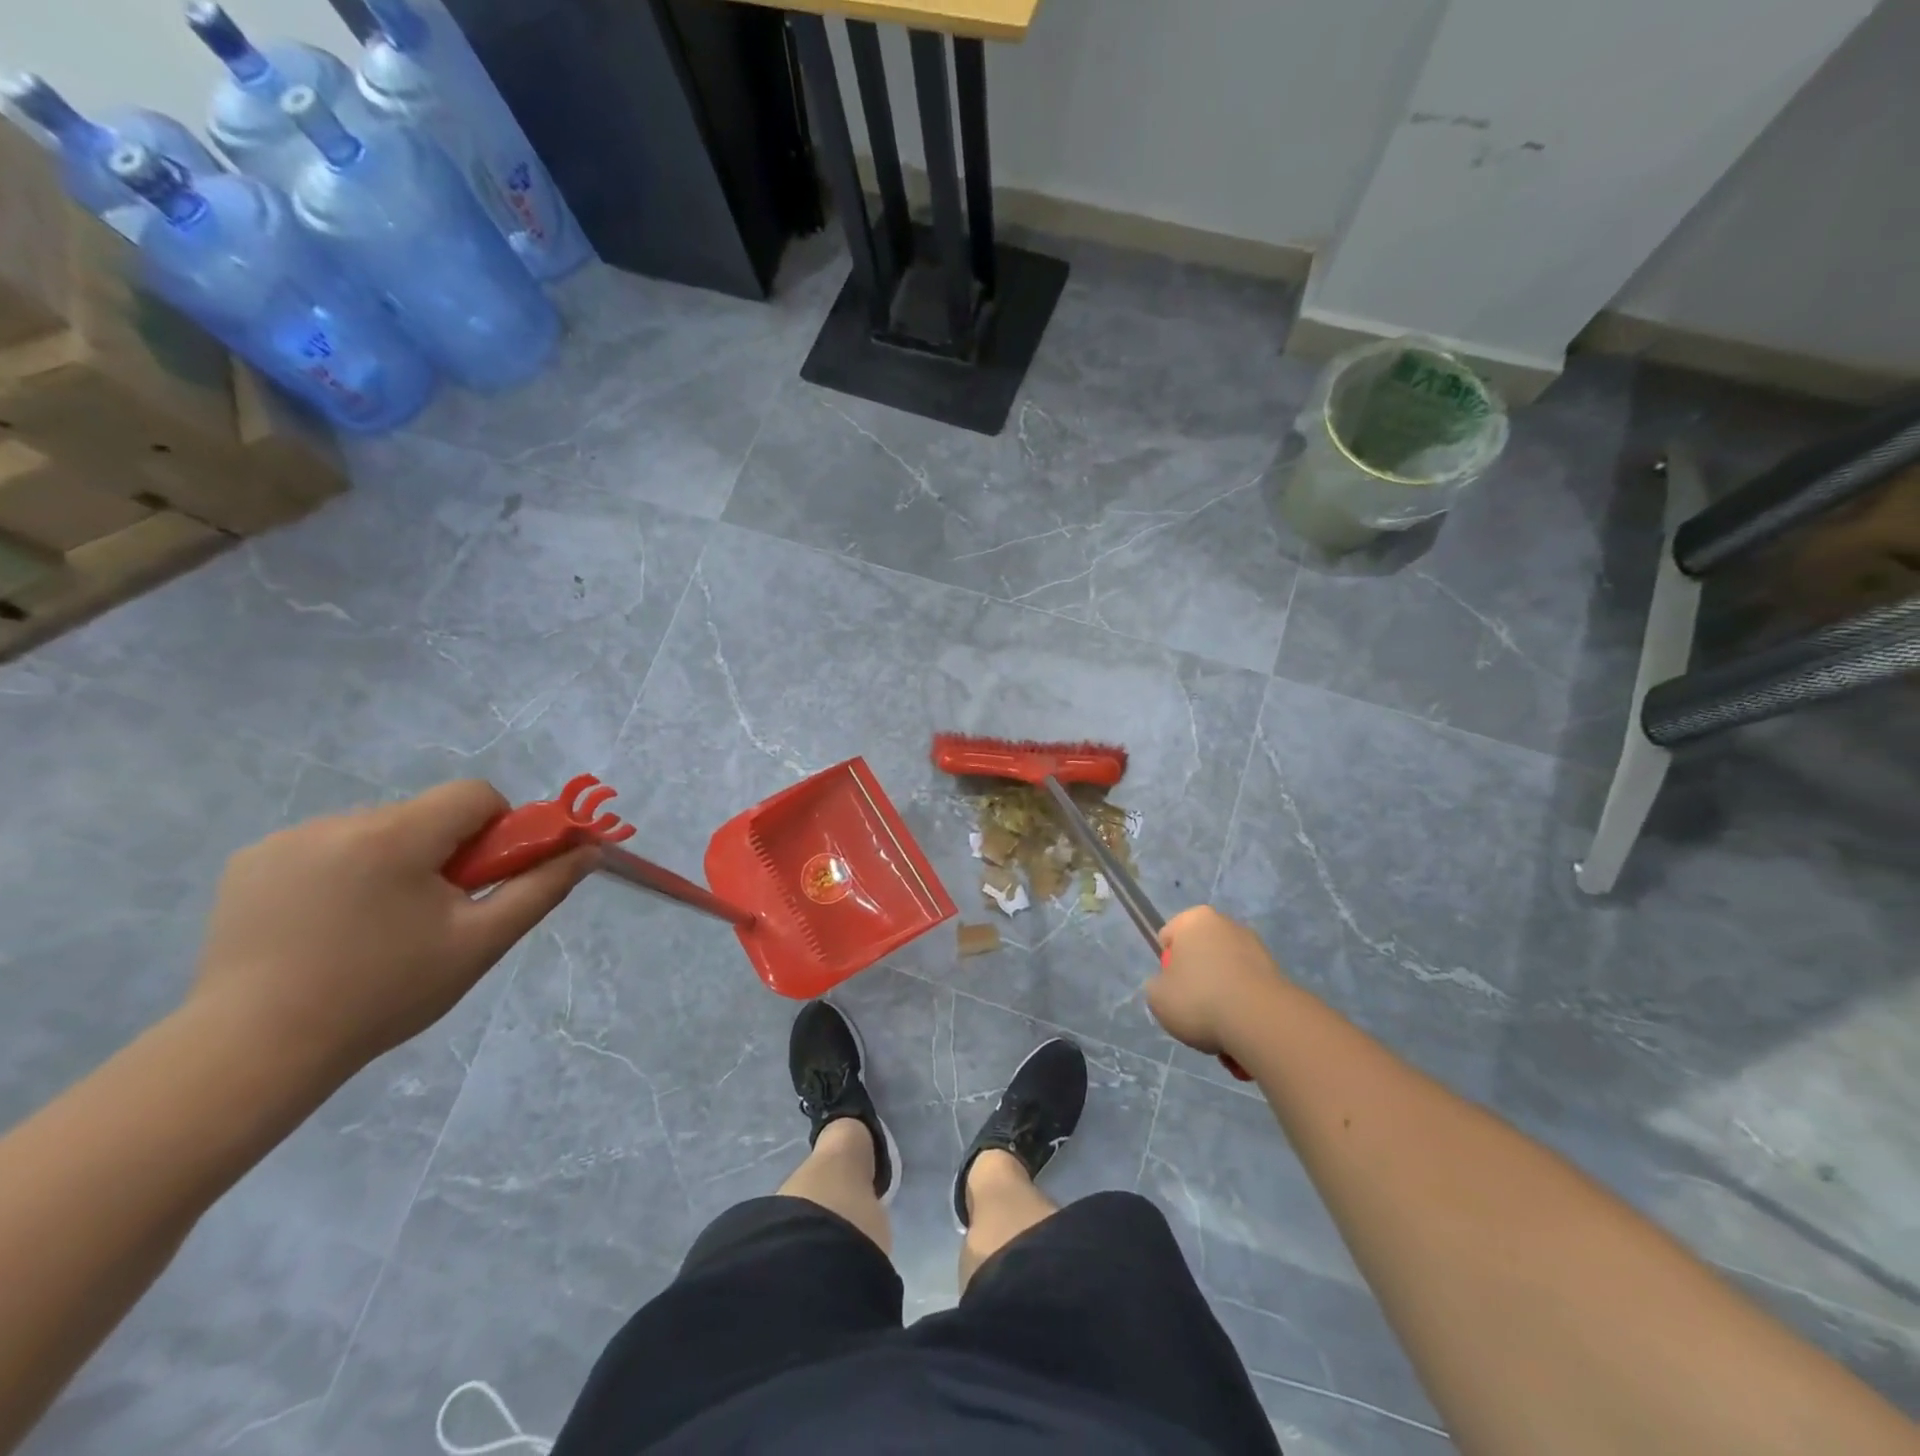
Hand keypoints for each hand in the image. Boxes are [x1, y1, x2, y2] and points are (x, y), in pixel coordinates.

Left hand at [190, 780, 594, 1083]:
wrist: (254, 1052)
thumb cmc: (385, 994)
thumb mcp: (481, 942)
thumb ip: (542, 887)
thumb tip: (590, 849)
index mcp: (395, 837)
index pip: (474, 795)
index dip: (496, 829)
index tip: (482, 879)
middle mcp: (338, 822)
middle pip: (425, 815)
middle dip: (443, 852)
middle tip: (434, 914)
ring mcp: (284, 840)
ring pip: (377, 830)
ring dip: (394, 862)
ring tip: (374, 926)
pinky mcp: (249, 863)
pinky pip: (326, 846)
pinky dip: (344, 872)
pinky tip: (329, 924)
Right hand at [1149, 906, 1286, 1057]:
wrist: (1260, 1021)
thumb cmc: (1199, 998)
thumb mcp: (1156, 997)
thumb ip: (1158, 986)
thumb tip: (1173, 988)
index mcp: (1195, 919)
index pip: (1169, 936)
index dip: (1166, 965)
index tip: (1171, 988)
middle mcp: (1228, 925)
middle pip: (1201, 954)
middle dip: (1197, 980)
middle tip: (1193, 1010)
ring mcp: (1256, 948)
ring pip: (1226, 975)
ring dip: (1221, 998)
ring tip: (1219, 1030)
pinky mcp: (1277, 974)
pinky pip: (1248, 992)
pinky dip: (1243, 1009)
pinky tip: (1240, 1032)